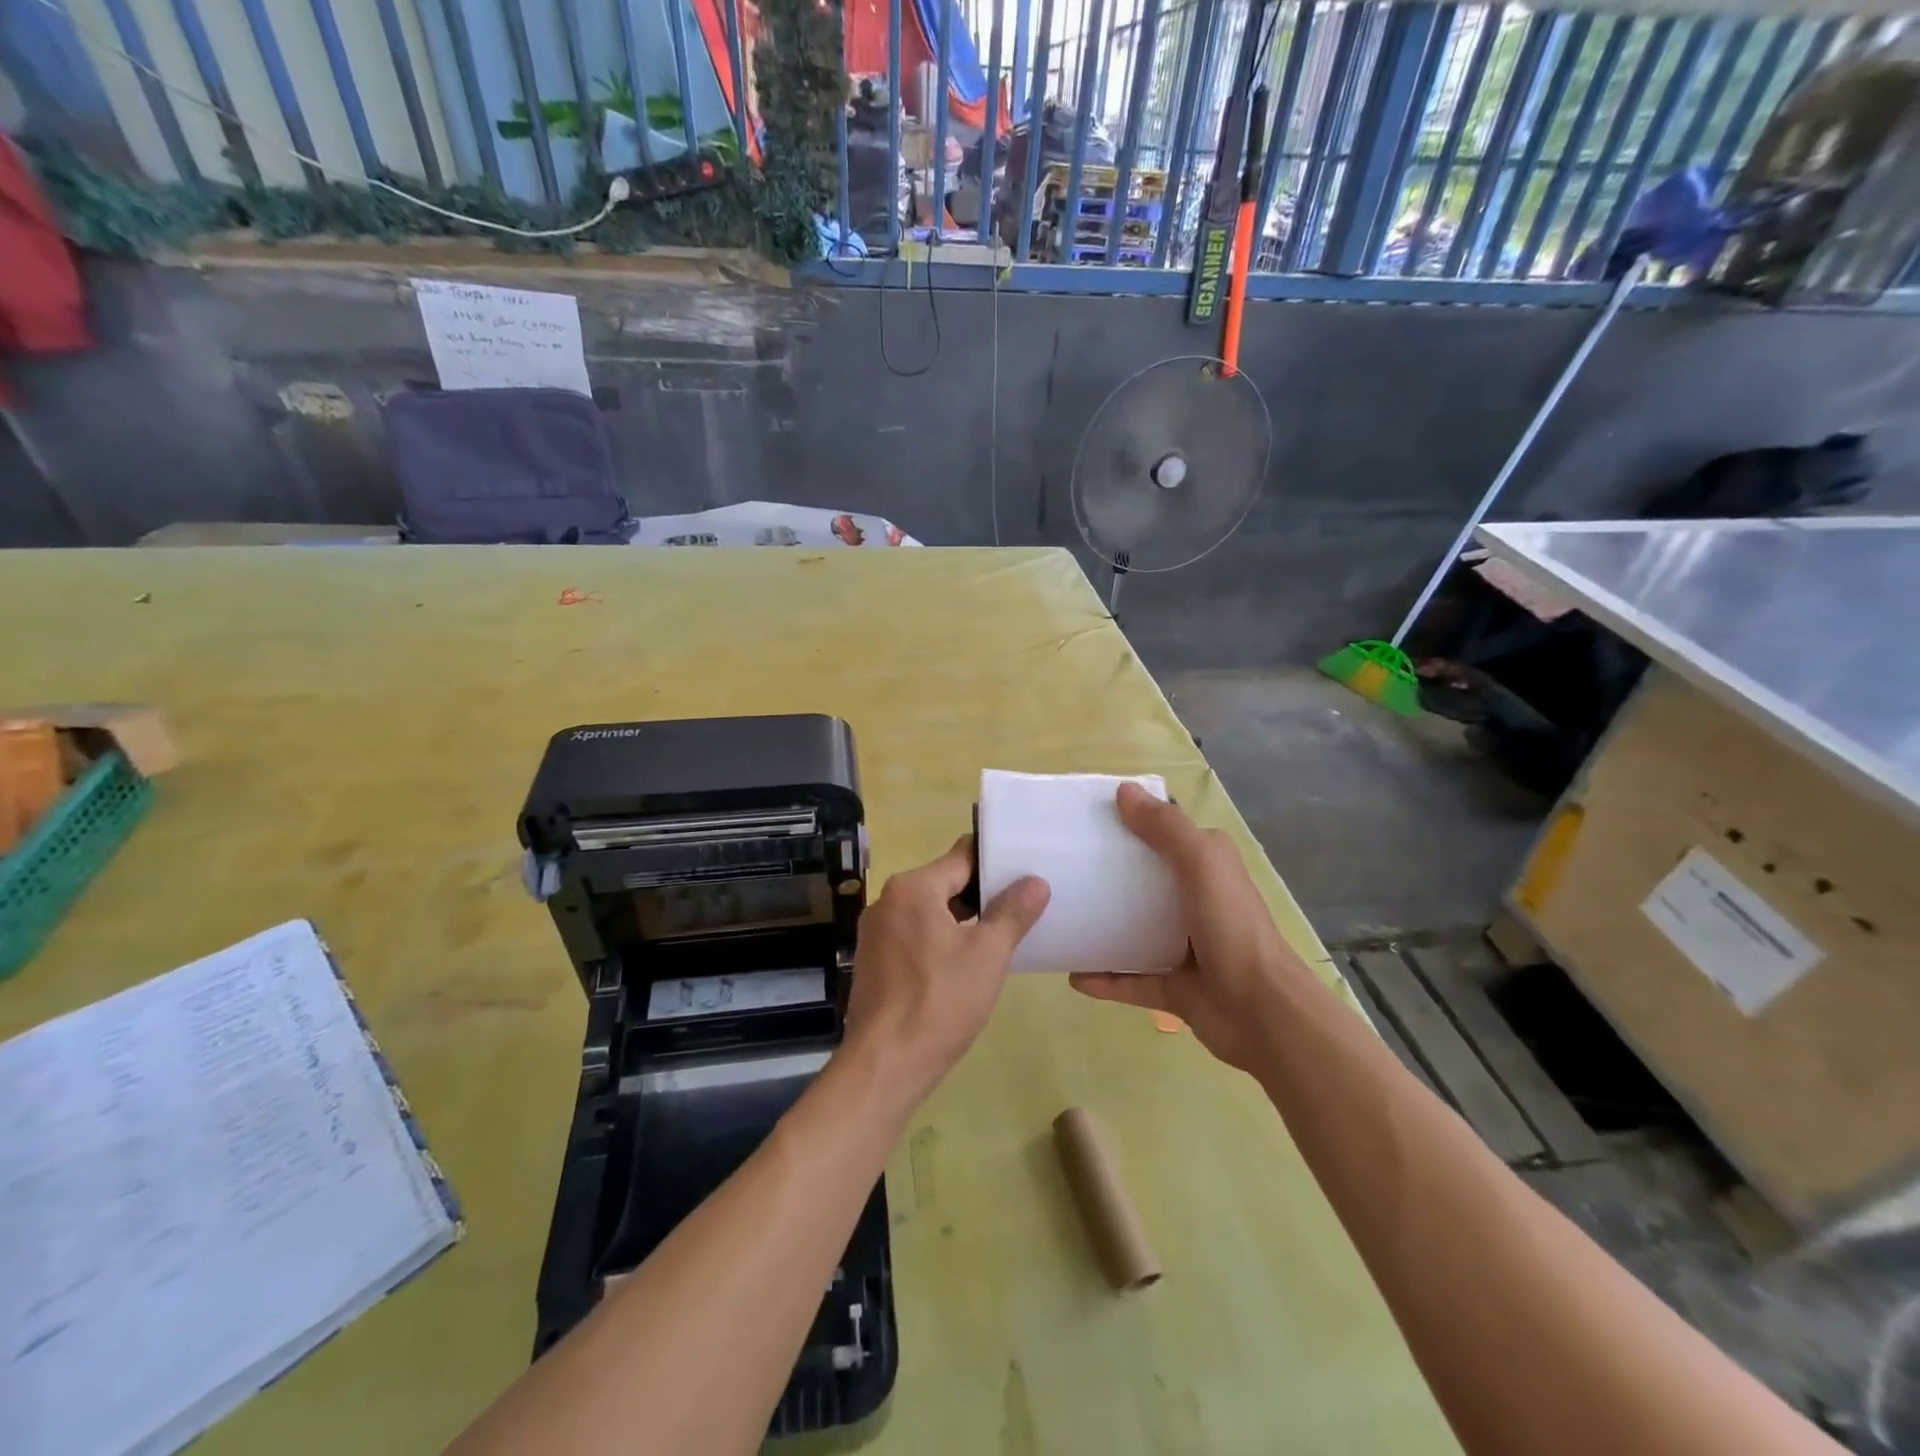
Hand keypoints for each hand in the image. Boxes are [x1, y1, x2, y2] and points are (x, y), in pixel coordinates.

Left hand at [843, 836, 1049, 1106]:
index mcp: (912, 887)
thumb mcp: (987, 954)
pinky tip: (966, 960)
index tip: (1026, 869)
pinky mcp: (874, 959)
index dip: (995, 861)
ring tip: (1001, 932)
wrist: (885, 1063)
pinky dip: (940, 938)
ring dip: (962, 918)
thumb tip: (1036, 881)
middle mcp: (888, 899)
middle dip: (982, 892)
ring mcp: (876, 931)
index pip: (962, 856)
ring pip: (929, 910)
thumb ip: (1012, 912)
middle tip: (1022, 904)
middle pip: (944, 881)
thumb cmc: (940, 1001)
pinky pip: (914, 933)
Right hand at [1070, 784, 1306, 1073]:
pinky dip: (1104, 978)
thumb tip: (1124, 790)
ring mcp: (1183, 947)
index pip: (1165, 835)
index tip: (1084, 820)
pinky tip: (1072, 976)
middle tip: (1060, 869)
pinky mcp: (1173, 986)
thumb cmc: (1231, 926)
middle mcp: (1196, 901)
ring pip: (1133, 931)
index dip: (1130, 824)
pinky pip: (1130, 979)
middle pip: (1142, 883)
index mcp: (1207, 867)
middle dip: (1105, 876)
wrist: (1261, 1011)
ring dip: (1101, 927)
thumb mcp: (1201, 863)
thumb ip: (1165, 827)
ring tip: (1060, 920)